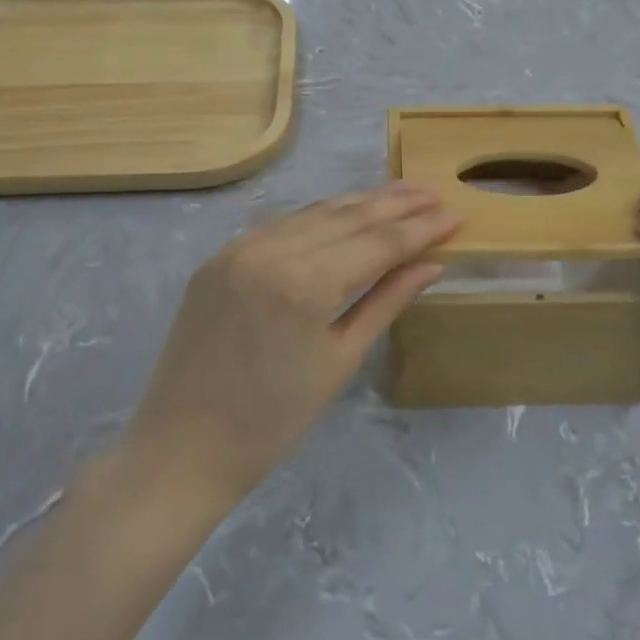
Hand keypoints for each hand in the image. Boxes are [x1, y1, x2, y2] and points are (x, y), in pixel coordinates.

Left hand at [124, 182, 459, 510]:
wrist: (184, 448)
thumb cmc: (274, 420)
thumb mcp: (341, 360)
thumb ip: (387, 302)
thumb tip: (432, 263)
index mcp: (304, 283)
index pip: (377, 242)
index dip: (420, 228)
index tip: (454, 213)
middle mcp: (270, 251)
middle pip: (347, 217)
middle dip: (395, 204)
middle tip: (434, 192)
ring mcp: (238, 249)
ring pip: (312, 213)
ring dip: (359, 203)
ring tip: (400, 193)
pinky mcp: (218, 258)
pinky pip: (280, 227)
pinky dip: (318, 219)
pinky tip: (344, 214)